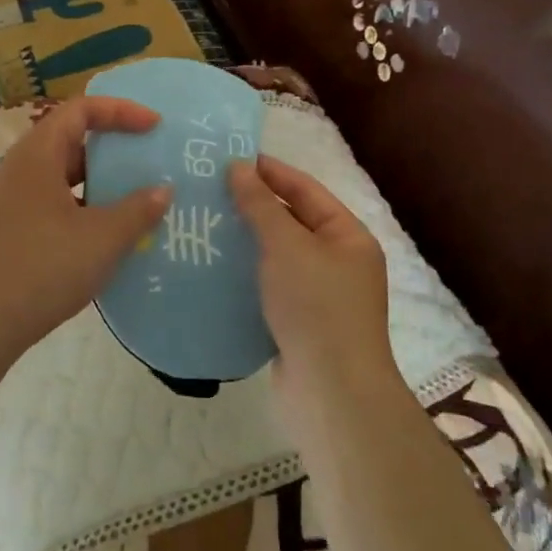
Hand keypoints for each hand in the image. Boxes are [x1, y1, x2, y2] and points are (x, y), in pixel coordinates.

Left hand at [0, 97, 171, 384]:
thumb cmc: (44, 266)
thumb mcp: (102, 238)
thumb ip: (138, 210)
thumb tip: (162, 191)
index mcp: (38, 154)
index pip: (80, 110)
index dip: (120, 111)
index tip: (154, 127)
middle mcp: (21, 168)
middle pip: (71, 140)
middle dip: (112, 148)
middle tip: (149, 162)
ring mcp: (12, 200)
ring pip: (63, 176)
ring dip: (99, 182)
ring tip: (136, 199)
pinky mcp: (11, 229)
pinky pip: (54, 203)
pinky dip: (84, 208)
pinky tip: (107, 235)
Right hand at [228, 157, 393, 397]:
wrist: (331, 393)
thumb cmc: (315, 307)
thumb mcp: (287, 246)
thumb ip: (260, 205)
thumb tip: (239, 166)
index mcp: (348, 237)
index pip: (306, 189)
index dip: (270, 171)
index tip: (230, 157)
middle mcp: (338, 261)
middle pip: (291, 221)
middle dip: (253, 205)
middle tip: (208, 189)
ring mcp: (319, 295)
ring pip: (277, 255)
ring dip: (245, 239)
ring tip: (203, 222)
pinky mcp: (299, 322)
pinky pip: (269, 285)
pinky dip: (245, 273)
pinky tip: (212, 266)